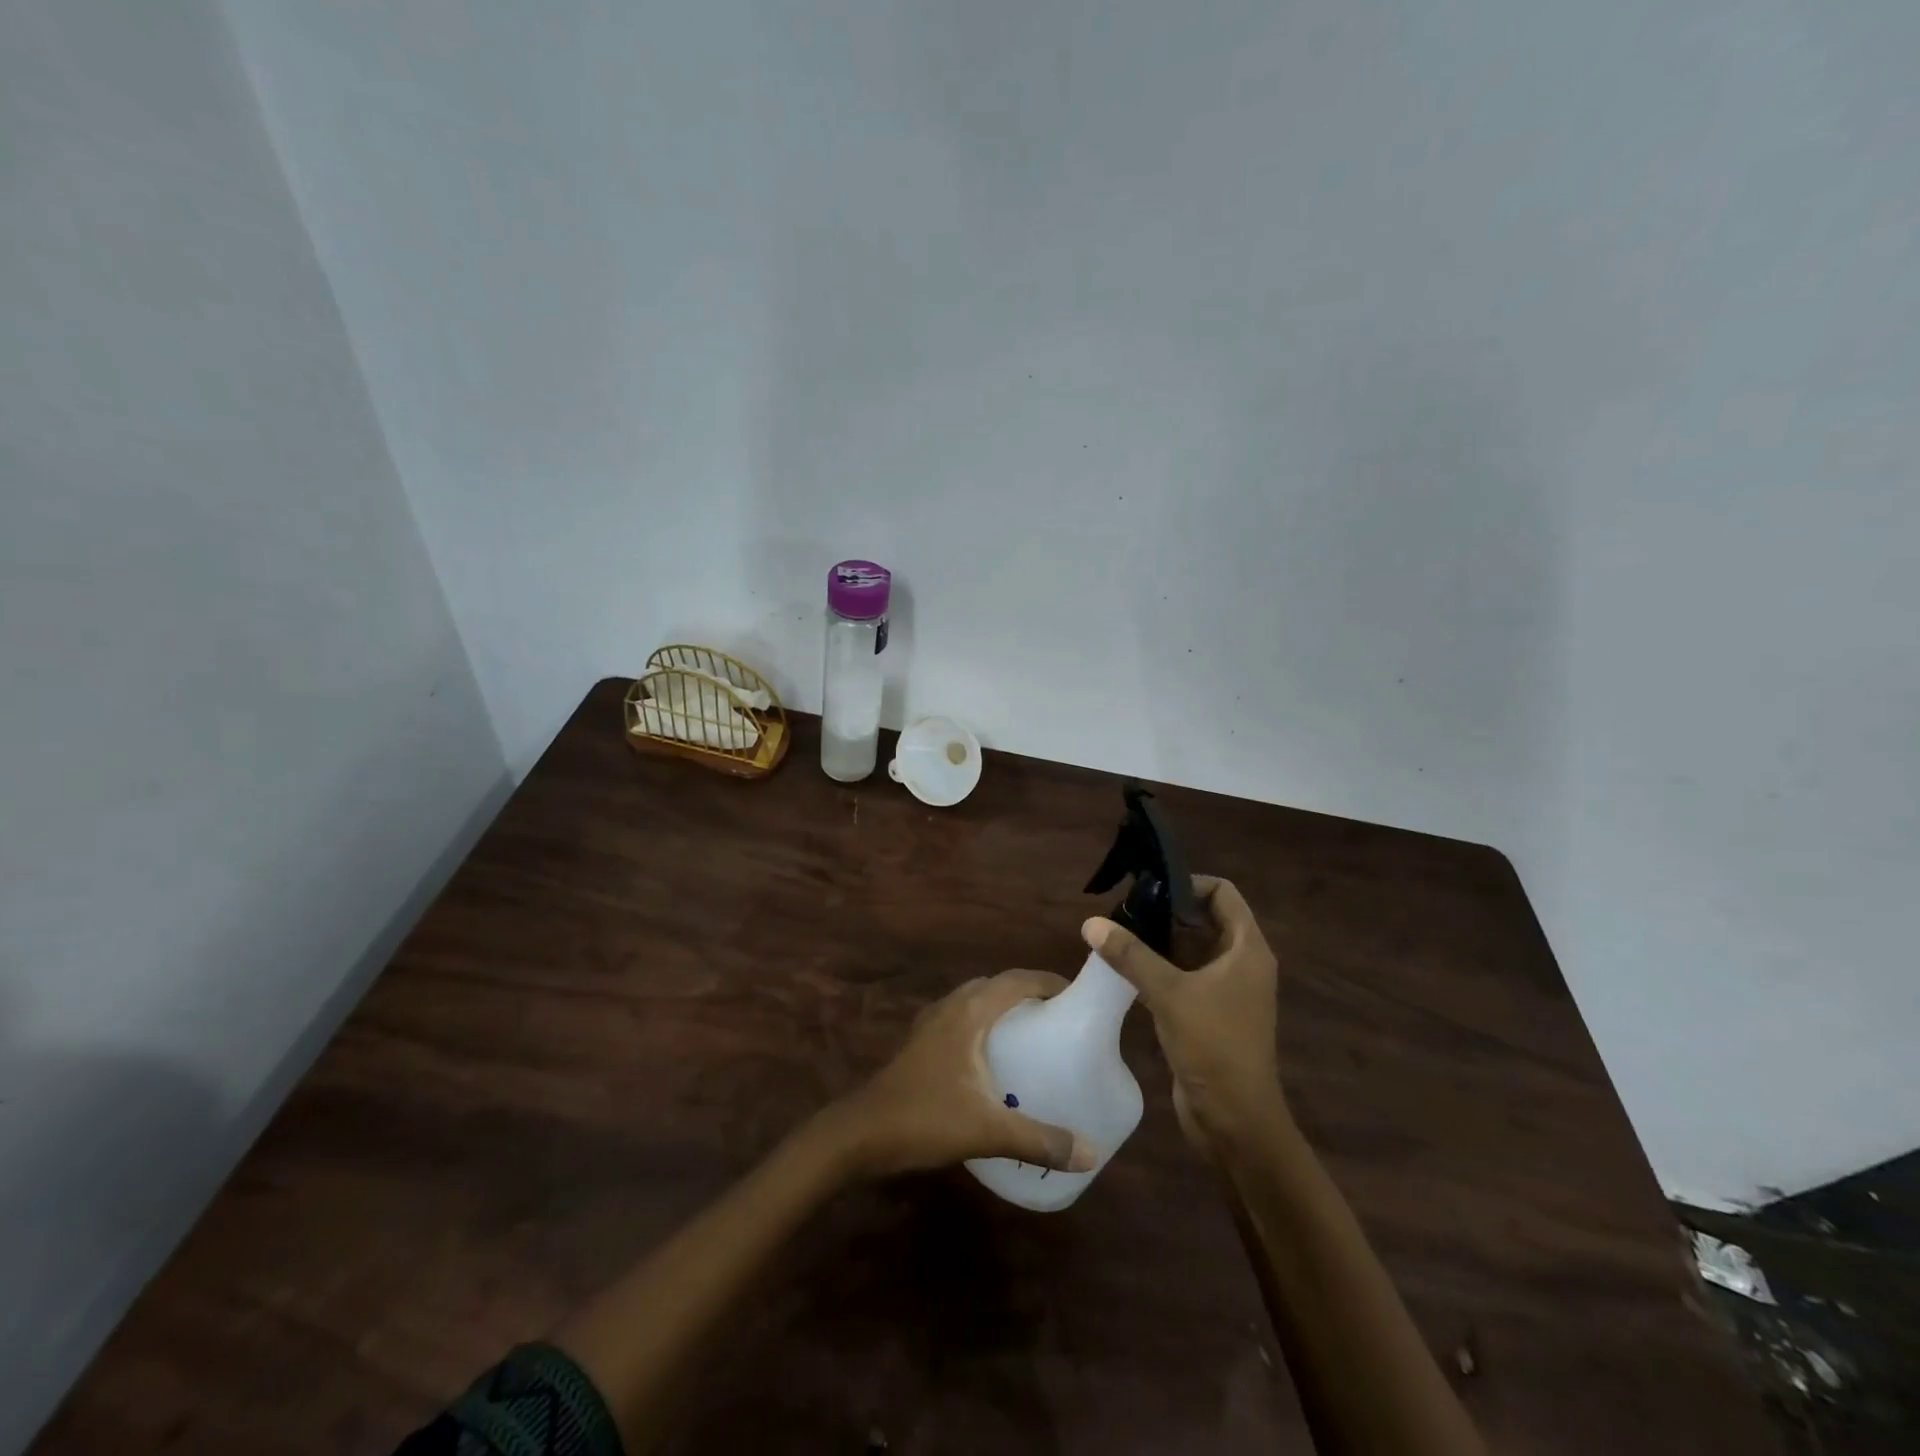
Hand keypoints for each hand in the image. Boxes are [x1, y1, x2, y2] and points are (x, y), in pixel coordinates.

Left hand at [832, 970, 1098, 1178]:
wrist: (860, 1133)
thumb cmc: (925, 1118)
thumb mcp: (987, 1130)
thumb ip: (1039, 1138)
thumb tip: (1091, 1154)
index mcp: (969, 1012)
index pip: (1015, 980)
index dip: (1047, 982)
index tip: (1076, 996)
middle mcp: (950, 1007)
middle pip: (996, 986)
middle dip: (1028, 994)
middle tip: (1058, 1018)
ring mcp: (931, 1024)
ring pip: (975, 1001)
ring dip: (1002, 1008)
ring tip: (1032, 1035)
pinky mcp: (920, 1043)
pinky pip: (961, 1019)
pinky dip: (983, 1024)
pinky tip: (992, 1060)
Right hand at [1082, 876, 1284, 1160]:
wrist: (1235, 1122)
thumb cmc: (1214, 1047)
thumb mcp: (1170, 994)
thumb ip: (1130, 955)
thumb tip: (1091, 922)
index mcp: (1247, 949)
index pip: (1222, 893)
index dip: (1188, 884)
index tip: (1149, 888)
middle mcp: (1241, 963)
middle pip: (1204, 919)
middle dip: (1165, 912)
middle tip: (1123, 910)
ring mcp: (1226, 990)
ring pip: (1190, 949)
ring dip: (1158, 942)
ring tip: (1116, 935)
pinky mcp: (1209, 1013)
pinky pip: (1183, 976)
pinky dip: (1158, 968)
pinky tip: (1123, 970)